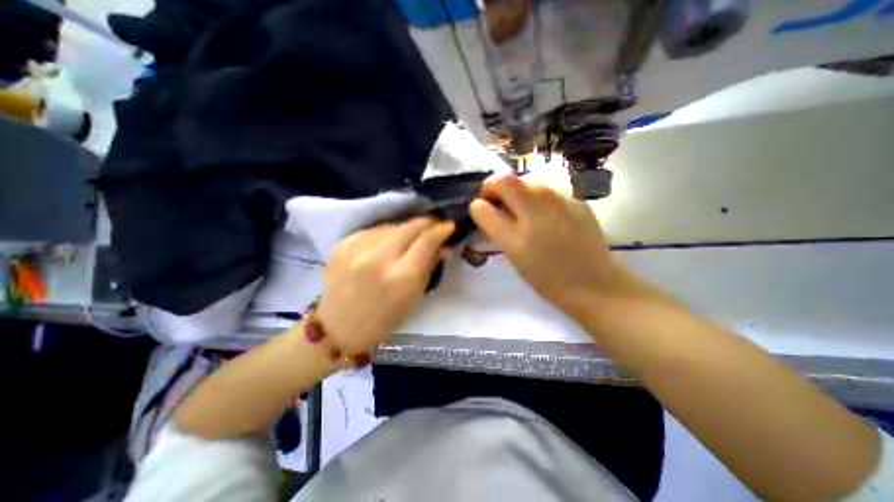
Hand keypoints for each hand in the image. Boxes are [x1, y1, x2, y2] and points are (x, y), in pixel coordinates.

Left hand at [314, 218, 454, 354]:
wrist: (339, 328)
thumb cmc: (385, 319)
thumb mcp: (416, 297)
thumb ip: (430, 266)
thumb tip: (441, 244)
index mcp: (402, 278)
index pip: (427, 241)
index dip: (441, 229)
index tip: (449, 225)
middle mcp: (379, 259)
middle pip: (409, 227)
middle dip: (426, 222)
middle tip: (434, 224)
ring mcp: (356, 250)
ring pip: (391, 225)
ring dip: (406, 228)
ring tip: (411, 236)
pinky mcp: (341, 245)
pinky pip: (372, 230)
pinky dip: (385, 233)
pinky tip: (388, 242)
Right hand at [469, 175, 622, 318]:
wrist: (594, 283)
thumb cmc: (548, 277)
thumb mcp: (514, 257)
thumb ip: (496, 229)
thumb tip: (485, 208)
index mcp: (517, 237)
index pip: (483, 208)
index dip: (478, 204)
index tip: (482, 209)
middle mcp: (537, 213)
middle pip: (506, 180)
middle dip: (494, 187)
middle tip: (498, 202)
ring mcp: (561, 202)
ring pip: (528, 179)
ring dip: (517, 189)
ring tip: (522, 207)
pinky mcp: (577, 199)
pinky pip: (548, 187)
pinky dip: (537, 194)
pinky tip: (545, 211)